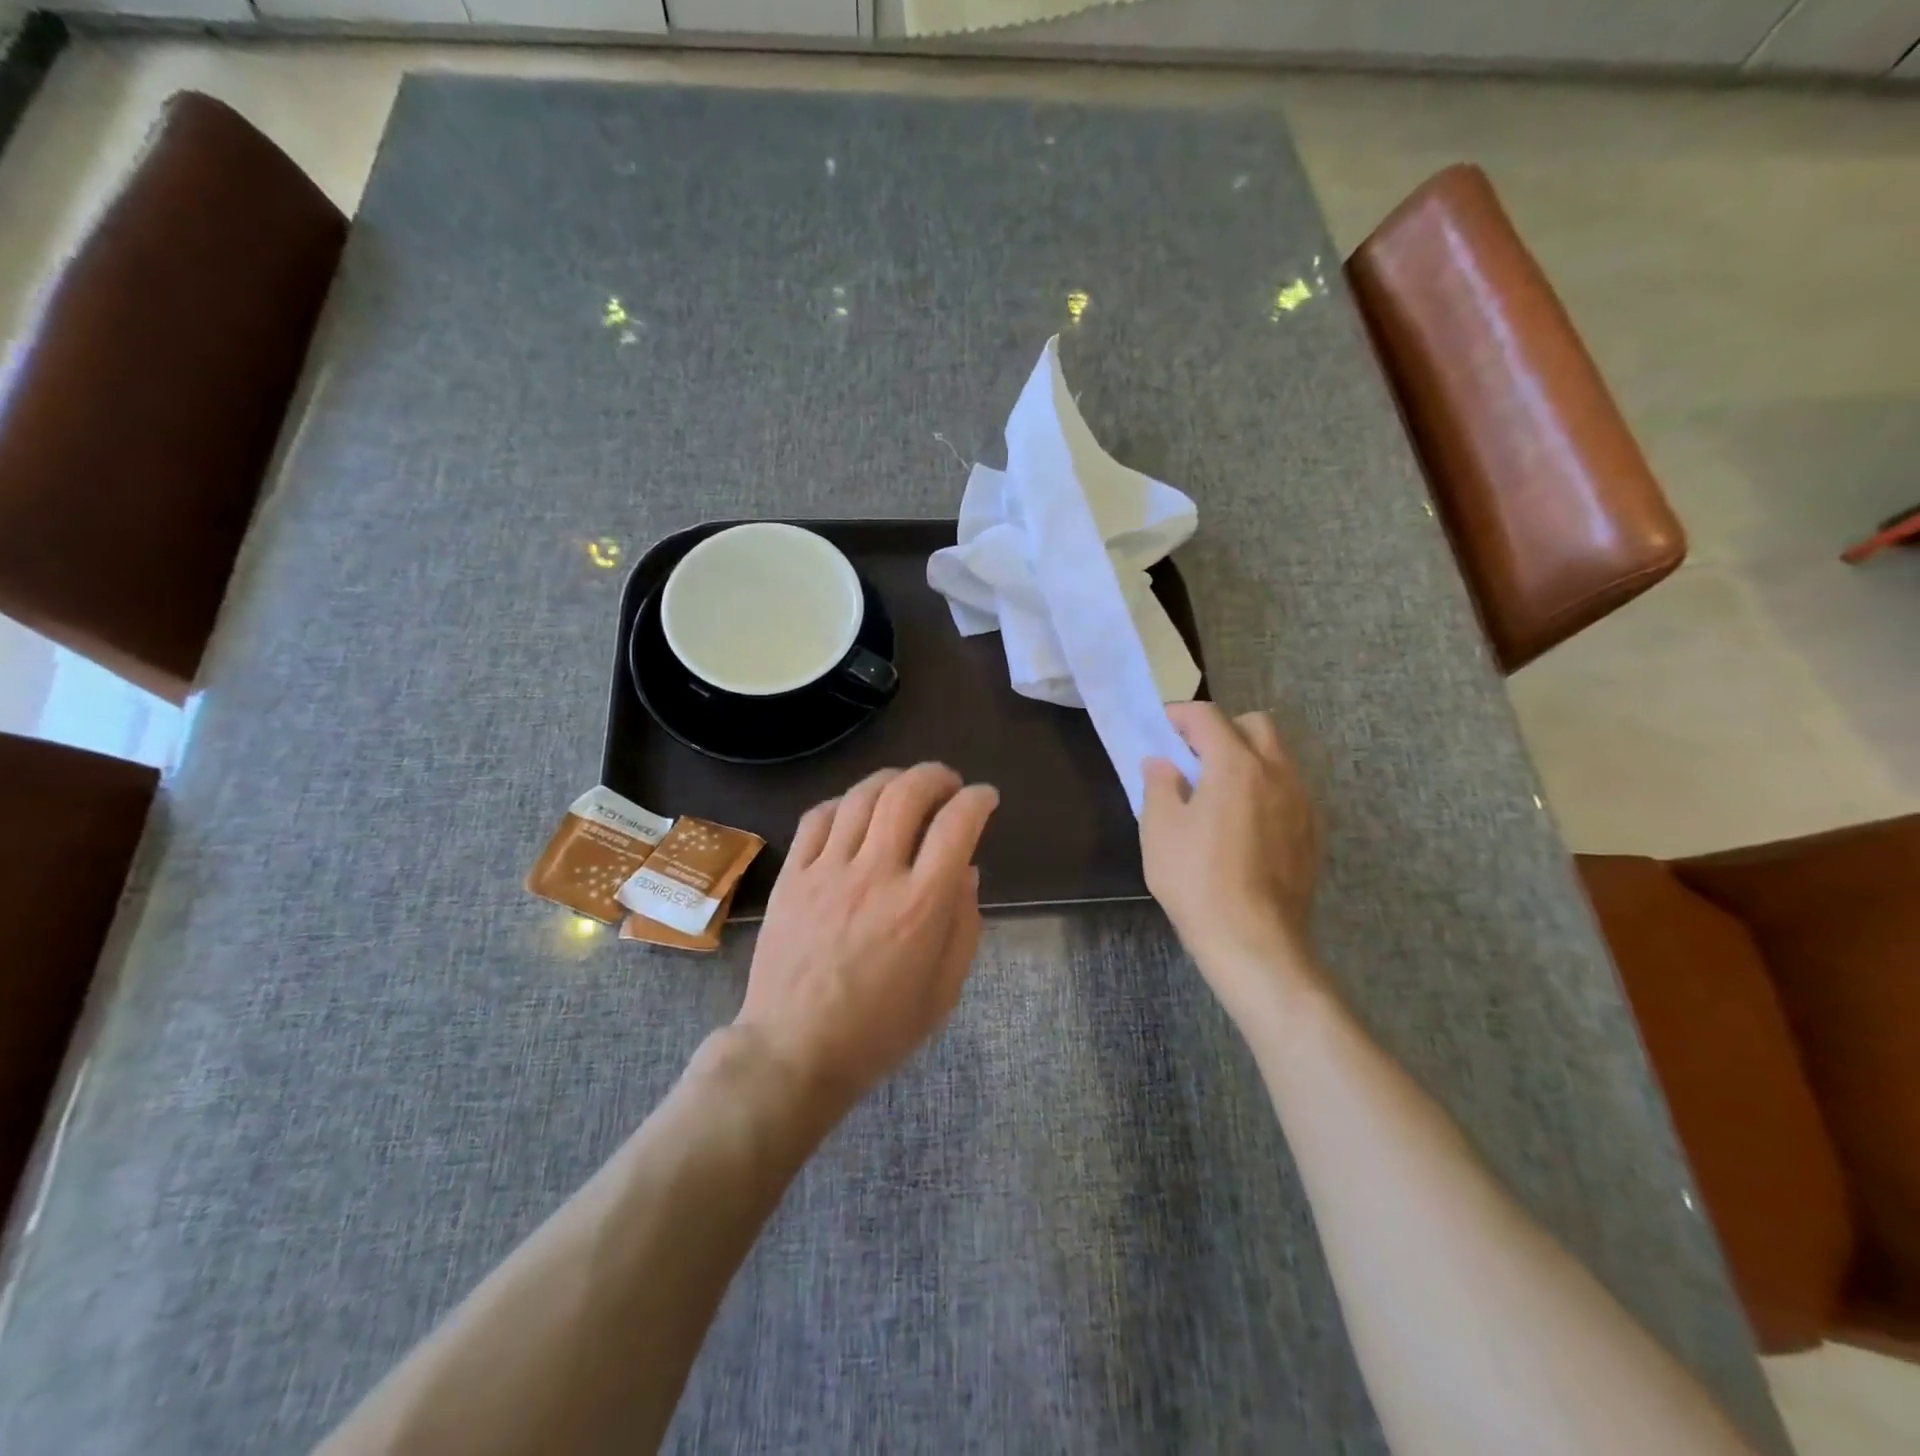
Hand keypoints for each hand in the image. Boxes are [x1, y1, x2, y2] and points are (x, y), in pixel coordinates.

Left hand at [736, 763, 999, 1117]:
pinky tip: (855, 810)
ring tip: (906, 786)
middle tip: (948, 784)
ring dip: (892, 779)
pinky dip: (844, 802)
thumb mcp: (943, 990)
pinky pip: (817, 818)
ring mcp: (827, 871)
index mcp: (920, 905)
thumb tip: (966, 871)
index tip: (985, 797)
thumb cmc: (878, 1031)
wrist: (794, 1051)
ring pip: (862, 797)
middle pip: (908, 794)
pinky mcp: (792, 876)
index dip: (978, 800)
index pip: (957, 825)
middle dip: (936, 776)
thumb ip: (963, 925)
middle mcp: (875, 874)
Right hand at [1141, 703, 1323, 1027]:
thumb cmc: (1196, 880)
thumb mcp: (1160, 830)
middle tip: (1193, 758)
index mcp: (1236, 765)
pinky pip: (1289, 791)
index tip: (1161, 728)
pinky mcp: (1313, 833)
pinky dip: (1265, 789)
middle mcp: (1277, 773)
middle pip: (1254, 725)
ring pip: (1278, 757)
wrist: (1253, 940)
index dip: (1180, 715)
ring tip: (1218, 792)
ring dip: (1247, 758)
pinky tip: (1244, 823)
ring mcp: (1302, 803)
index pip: (1208, 717)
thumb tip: (1162, 764)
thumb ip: (1159, 785)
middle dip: (1222, 730)